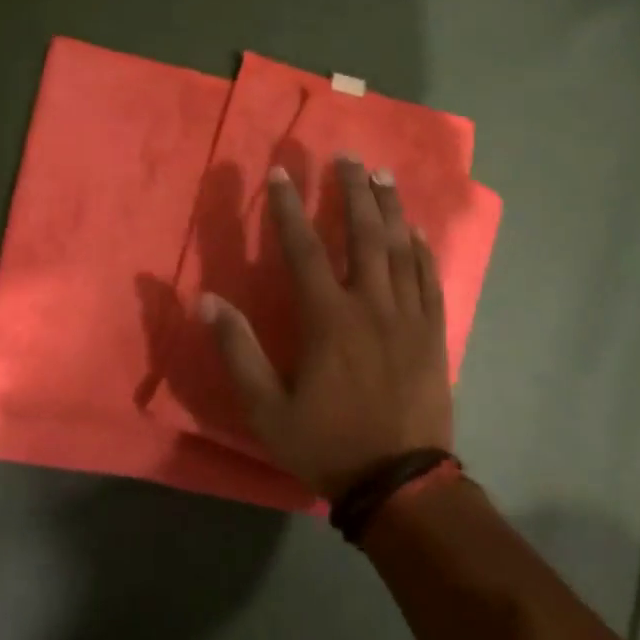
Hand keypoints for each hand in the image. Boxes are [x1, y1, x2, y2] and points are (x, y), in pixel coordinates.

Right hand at [200, 156, 451, 498]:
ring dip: (389, 207)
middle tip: (346, 155)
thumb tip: (205, 301)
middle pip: (361, 233)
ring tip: (382, 173)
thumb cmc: (328, 443)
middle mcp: (370, 304)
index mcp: (328, 318)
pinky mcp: (433, 332)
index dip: (288, 208)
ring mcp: (408, 316)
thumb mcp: (267, 408)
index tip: (280, 174)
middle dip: (351, 190)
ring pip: (399, 248)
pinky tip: (415, 230)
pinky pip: (429, 278)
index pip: (303, 248)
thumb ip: (237, 351)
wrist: (402, 484)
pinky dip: (421, 249)